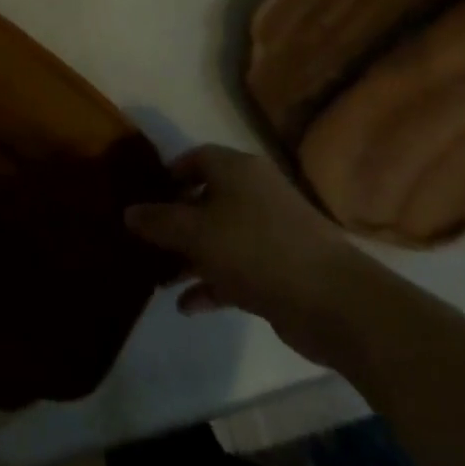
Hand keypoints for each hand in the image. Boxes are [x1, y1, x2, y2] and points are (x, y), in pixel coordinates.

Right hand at [125, 144, 380, 367]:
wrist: (336, 302)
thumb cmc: (257, 249)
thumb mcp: (197, 232)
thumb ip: (159, 222)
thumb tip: (128, 212)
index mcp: (236, 170)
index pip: (195, 159)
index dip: (168, 176)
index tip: (144, 199)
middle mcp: (254, 193)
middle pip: (205, 200)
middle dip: (174, 223)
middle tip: (146, 244)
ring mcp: (270, 232)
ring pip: (219, 237)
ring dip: (189, 258)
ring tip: (159, 280)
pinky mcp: (280, 270)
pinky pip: (235, 269)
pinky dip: (212, 284)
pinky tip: (187, 306)